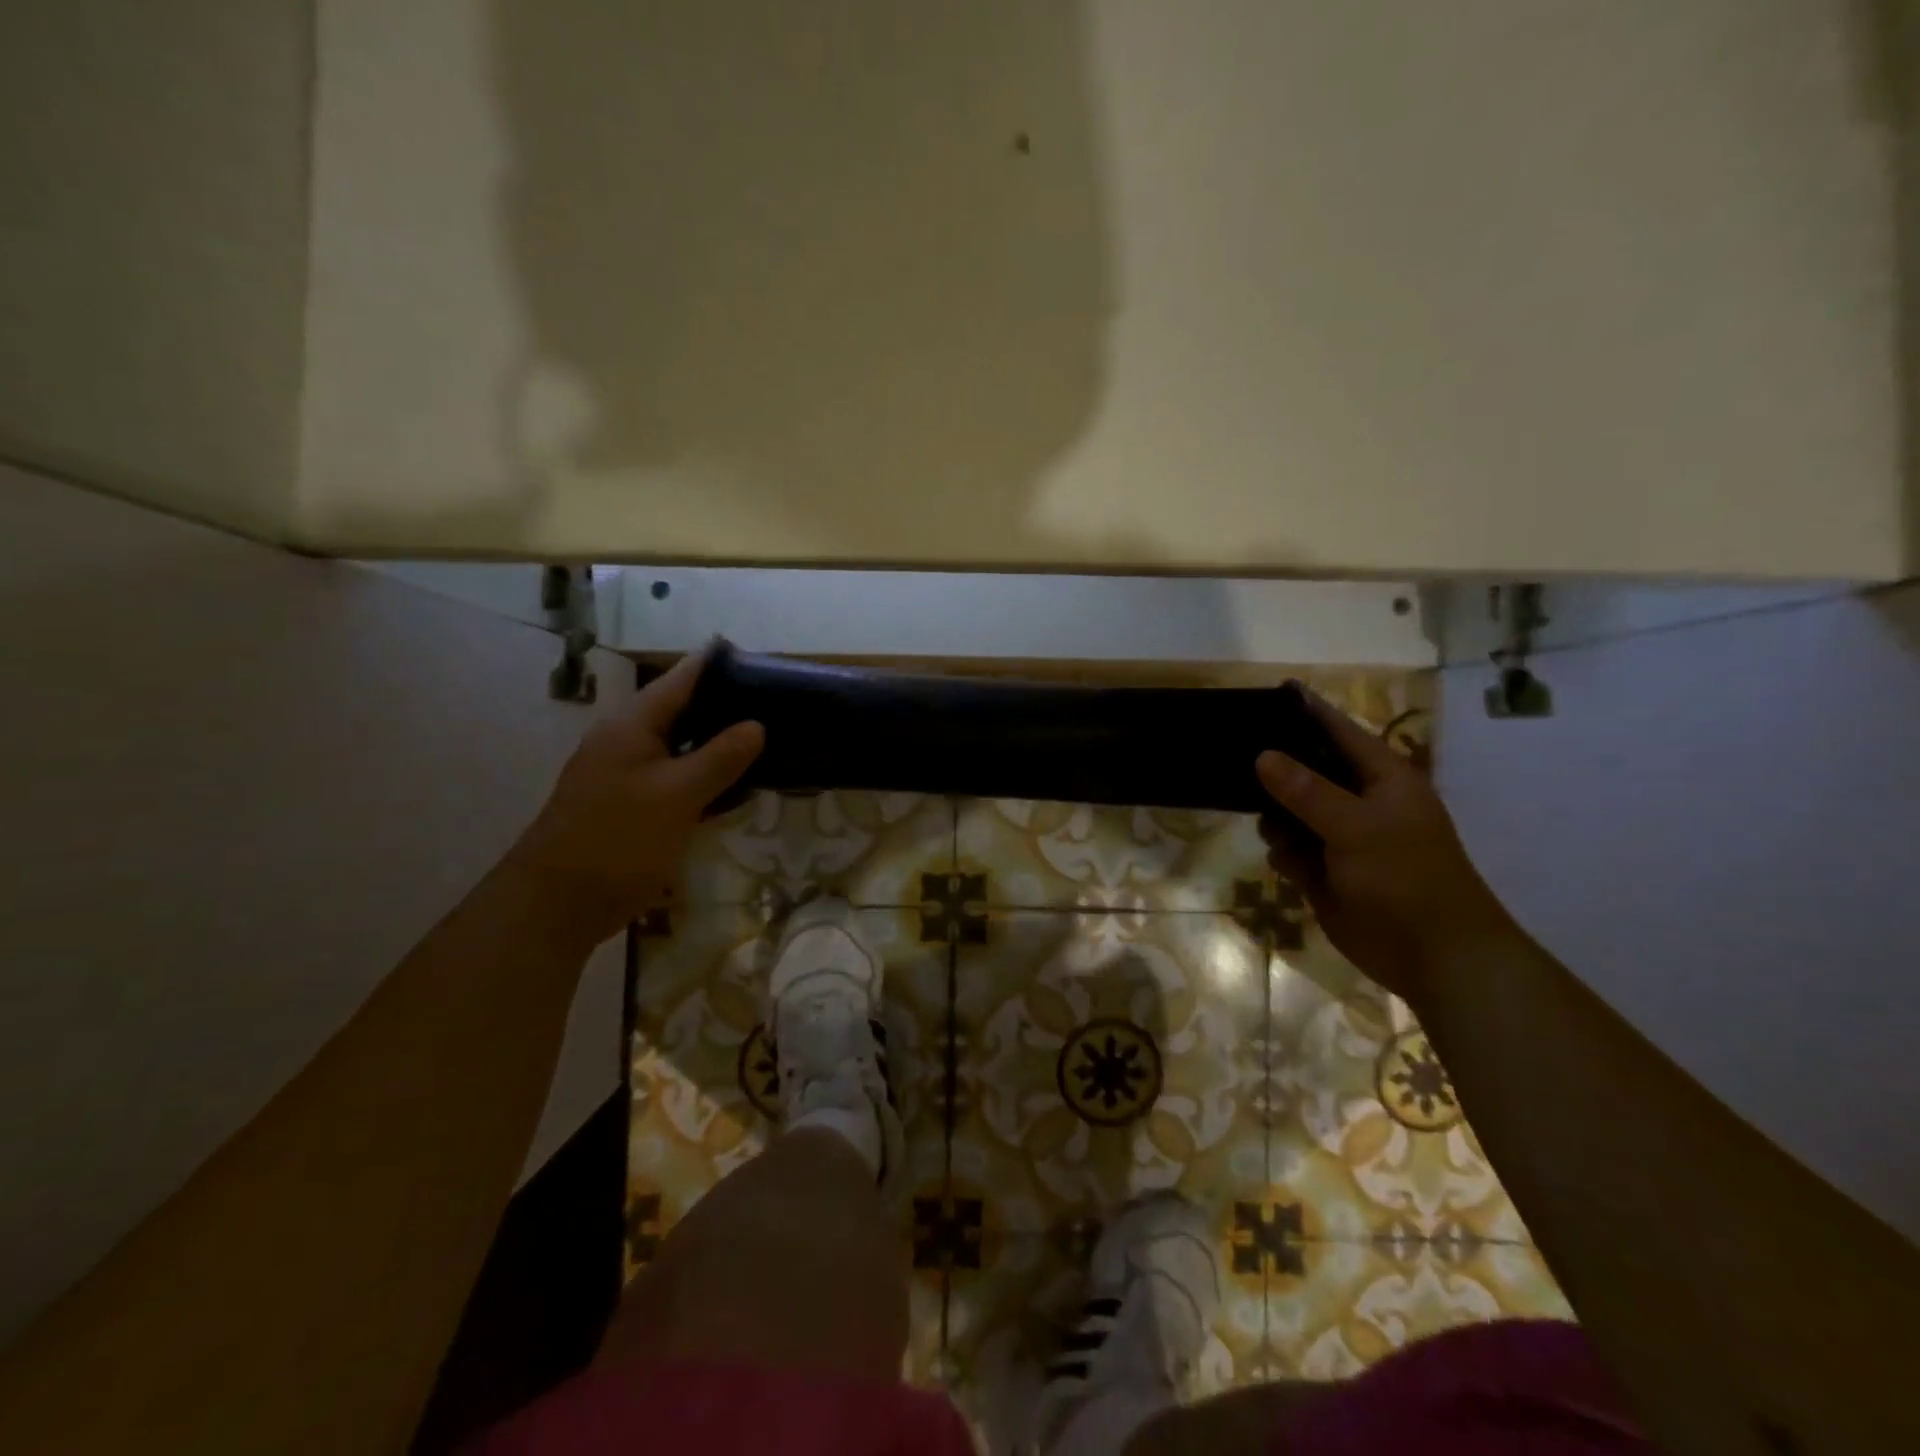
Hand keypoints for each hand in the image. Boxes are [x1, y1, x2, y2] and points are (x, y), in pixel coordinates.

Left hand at [508, 651, 763, 942]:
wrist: (556, 904)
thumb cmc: (618, 838)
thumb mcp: (677, 794)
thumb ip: (720, 757)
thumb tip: (756, 724)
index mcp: (633, 725)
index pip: (682, 678)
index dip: (718, 664)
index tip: (760, 659)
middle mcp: (628, 741)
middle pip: (684, 711)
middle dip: (726, 706)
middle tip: (776, 706)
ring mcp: (627, 775)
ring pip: (682, 747)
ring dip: (719, 744)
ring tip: (766, 741)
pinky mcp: (632, 806)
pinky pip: (677, 779)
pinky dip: (706, 777)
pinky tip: (735, 787)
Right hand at [1255, 690, 1514, 1006]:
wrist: (1433, 956)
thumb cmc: (1406, 878)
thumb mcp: (1355, 826)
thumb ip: (1306, 790)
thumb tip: (1263, 756)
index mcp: (1382, 778)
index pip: (1338, 731)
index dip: (1305, 712)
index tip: (1266, 696)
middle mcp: (1359, 801)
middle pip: (1307, 770)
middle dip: (1275, 771)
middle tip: (1237, 765)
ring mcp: (1341, 837)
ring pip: (1291, 811)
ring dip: (1277, 819)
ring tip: (1274, 831)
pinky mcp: (1326, 870)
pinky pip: (1291, 849)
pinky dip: (1285, 853)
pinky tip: (1289, 866)